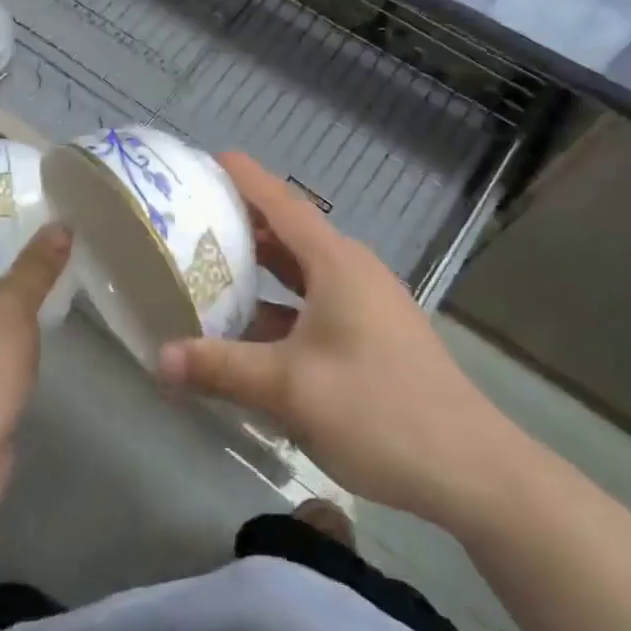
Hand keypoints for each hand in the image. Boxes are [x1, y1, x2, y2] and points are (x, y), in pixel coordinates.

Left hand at [0, 224, 70, 487]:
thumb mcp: (13, 307)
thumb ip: (37, 264)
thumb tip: (59, 225)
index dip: (10, 225)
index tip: (53, 219)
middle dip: (21, 262)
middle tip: (68, 249)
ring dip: (19, 299)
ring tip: (64, 282)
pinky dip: (11, 332)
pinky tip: (43, 329)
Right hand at [157, 153, 507, 517]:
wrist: (471, 470)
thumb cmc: (379, 409)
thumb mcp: (289, 388)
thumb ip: (221, 368)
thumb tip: (159, 358)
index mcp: (336, 263)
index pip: (282, 203)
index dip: (244, 177)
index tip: (206, 159)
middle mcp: (353, 272)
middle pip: (289, 234)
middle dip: (242, 225)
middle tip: (191, 220)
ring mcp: (367, 306)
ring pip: (302, 274)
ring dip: (260, 271)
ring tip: (209, 271)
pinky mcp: (373, 337)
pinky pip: (314, 306)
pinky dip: (279, 309)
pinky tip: (250, 335)